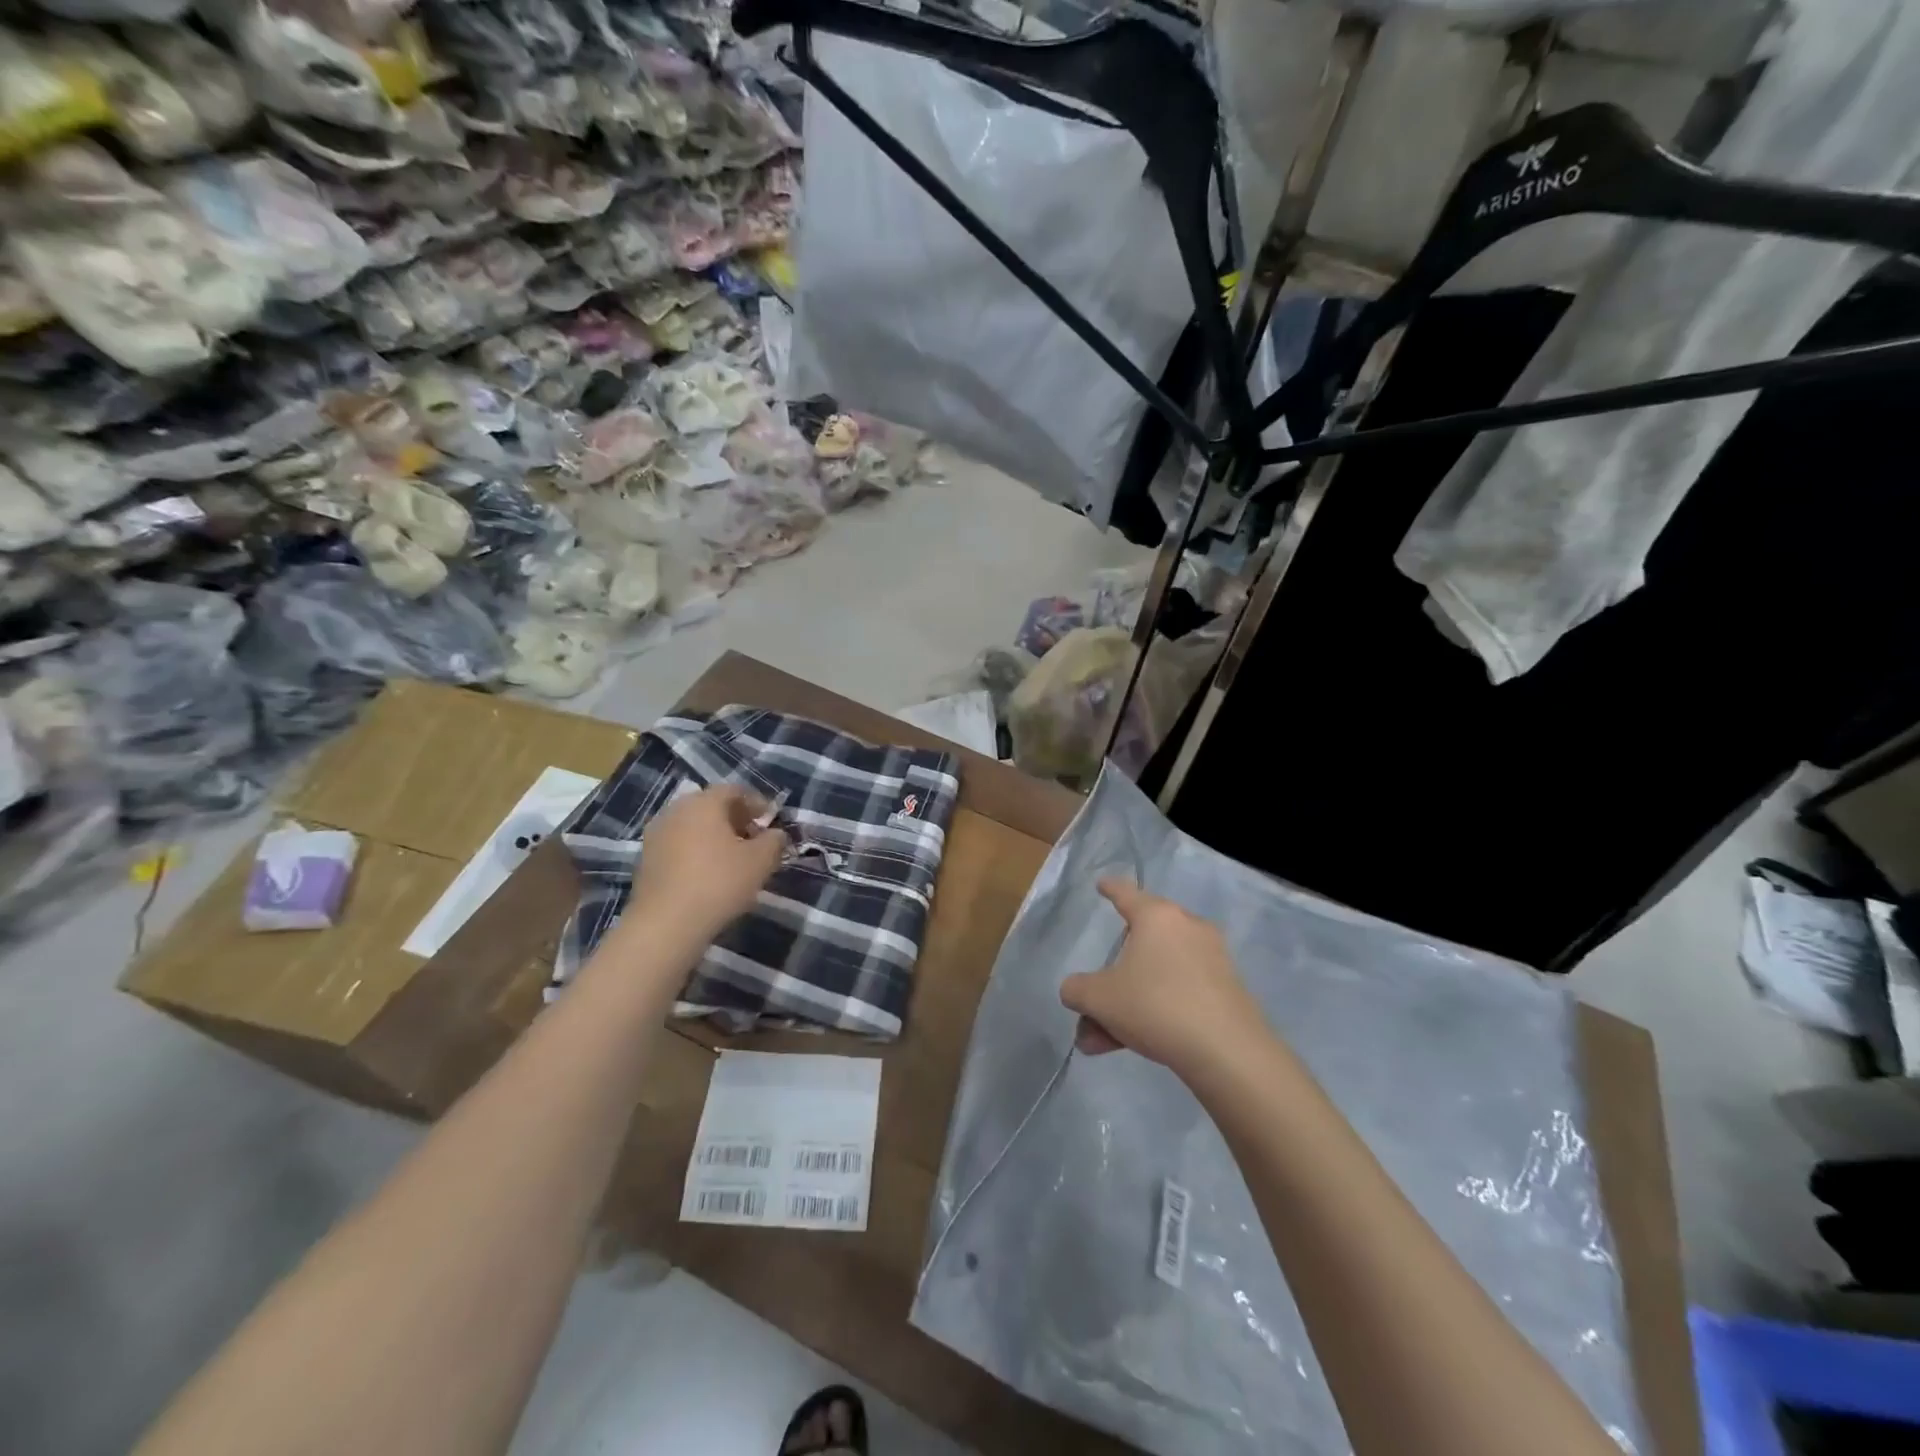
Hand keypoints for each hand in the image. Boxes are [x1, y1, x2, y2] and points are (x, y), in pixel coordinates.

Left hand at [628, 785, 787, 945]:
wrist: (665, 924)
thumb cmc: (719, 882)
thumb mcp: (761, 861)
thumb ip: (774, 841)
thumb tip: (776, 834)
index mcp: (704, 802)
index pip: (734, 790)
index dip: (757, 802)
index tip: (771, 821)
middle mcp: (676, 810)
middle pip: (711, 805)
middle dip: (735, 818)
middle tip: (754, 839)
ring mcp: (656, 834)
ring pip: (693, 825)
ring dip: (715, 836)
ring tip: (733, 859)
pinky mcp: (646, 859)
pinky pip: (678, 845)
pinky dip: (696, 851)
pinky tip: (708, 874)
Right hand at [1060, 877, 1268, 1079]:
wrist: (1228, 1051)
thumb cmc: (1155, 1006)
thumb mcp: (1099, 999)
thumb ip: (1077, 990)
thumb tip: (1075, 990)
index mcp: (1156, 917)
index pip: (1126, 893)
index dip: (1110, 889)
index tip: (1103, 884)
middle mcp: (1187, 928)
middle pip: (1139, 945)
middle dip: (1109, 980)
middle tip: (1089, 1007)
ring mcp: (1211, 959)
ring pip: (1155, 975)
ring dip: (1126, 1004)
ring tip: (1101, 1041)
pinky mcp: (1226, 990)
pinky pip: (1178, 992)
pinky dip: (1154, 1011)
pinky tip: (1133, 1044)